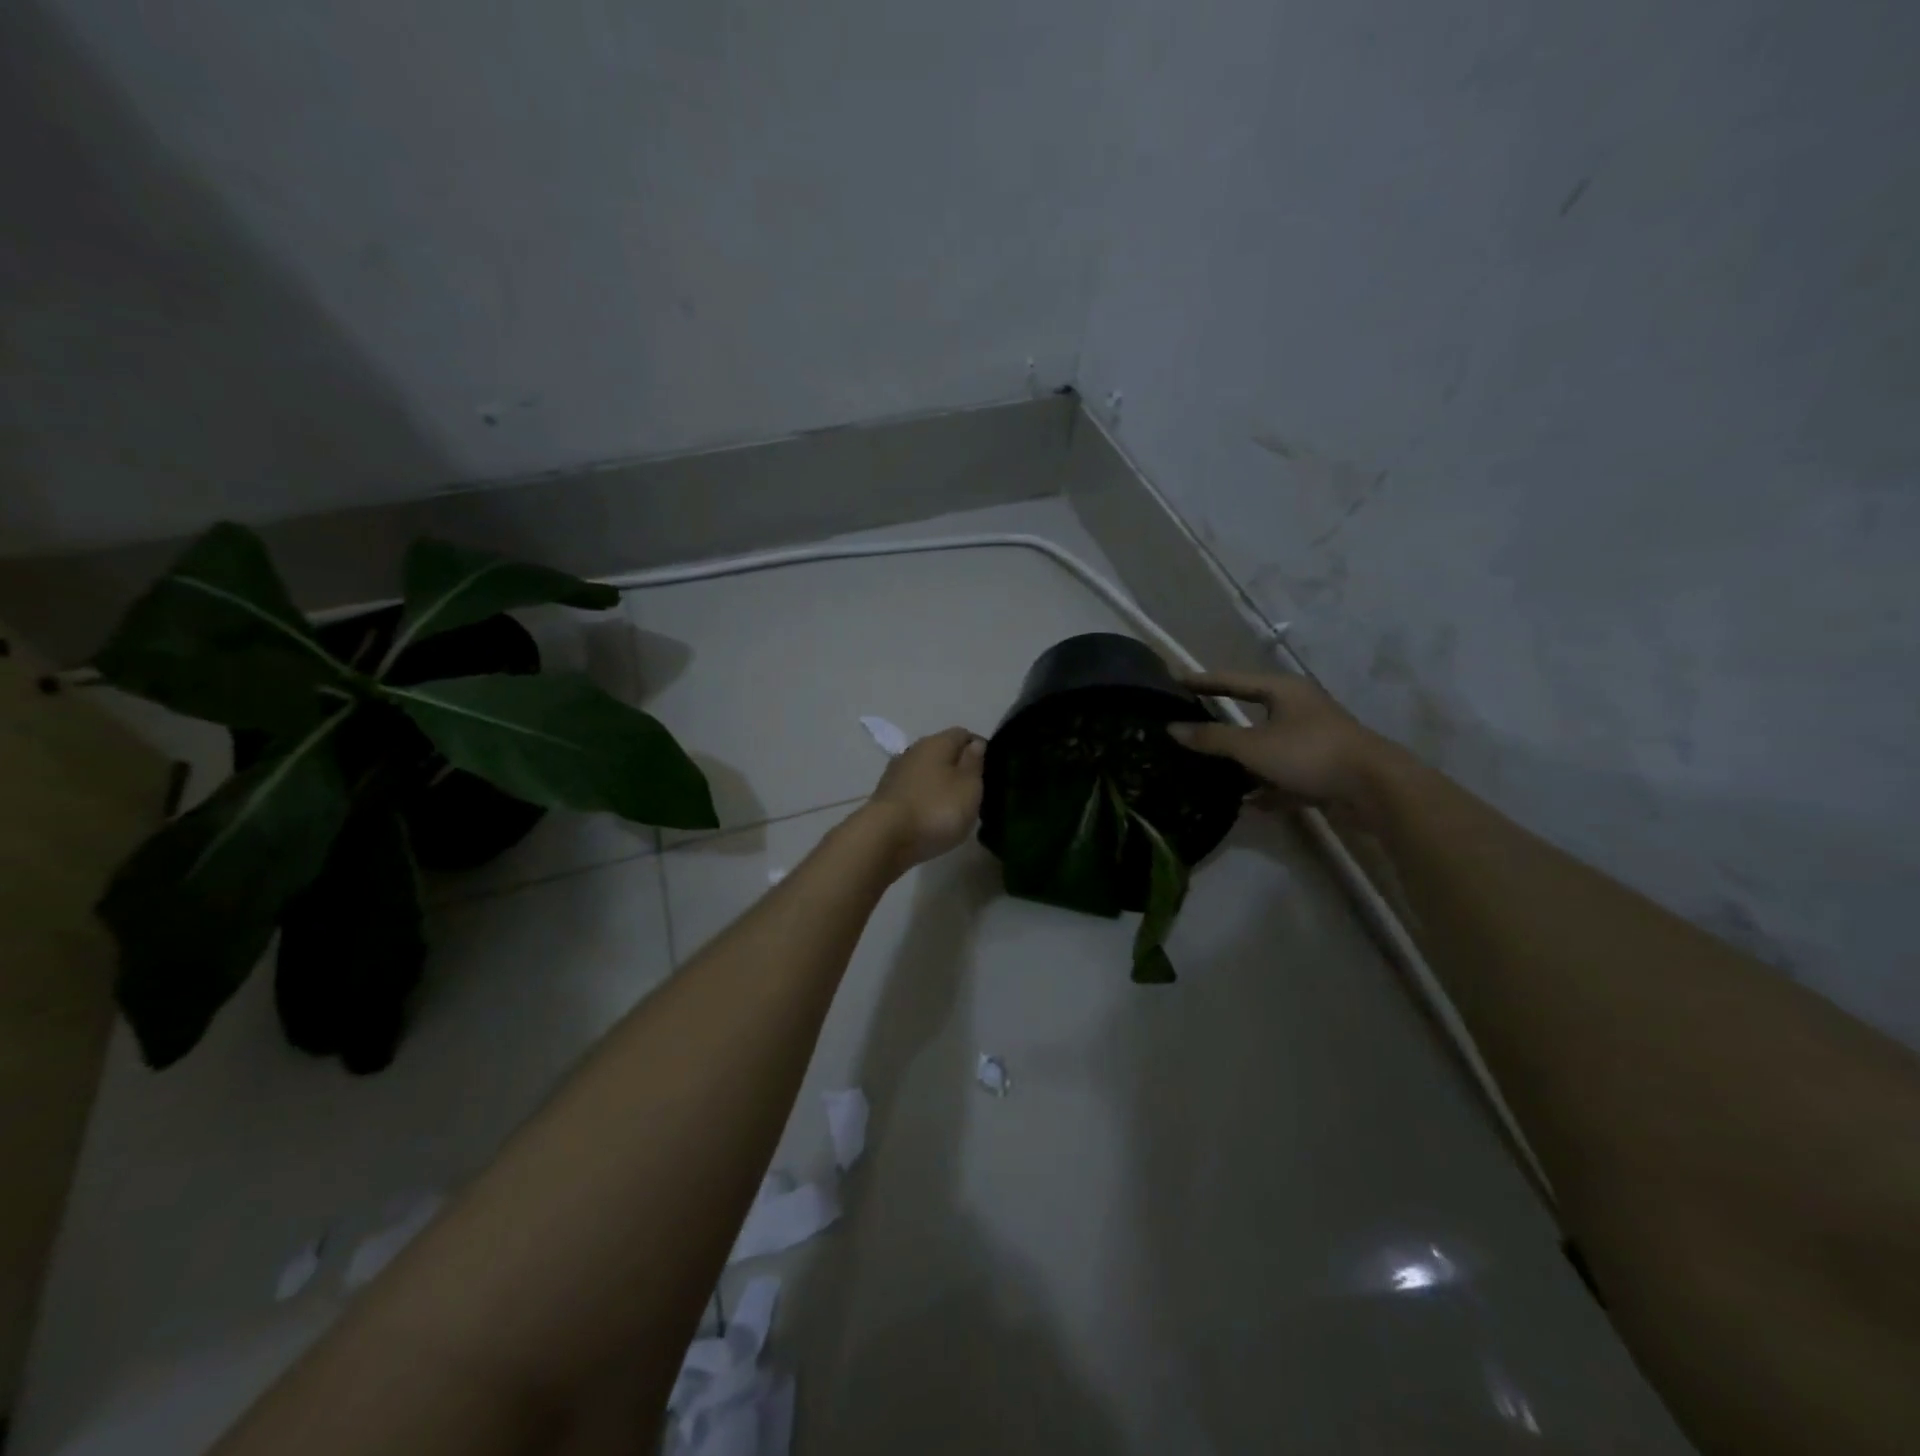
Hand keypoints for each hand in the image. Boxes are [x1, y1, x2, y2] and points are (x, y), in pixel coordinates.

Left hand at [862, 727, 986, 870]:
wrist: (885, 838)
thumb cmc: (936, 809)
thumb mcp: (969, 786)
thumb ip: (974, 763)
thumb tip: (975, 744)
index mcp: (937, 742)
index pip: (963, 734)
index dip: (979, 748)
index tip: (990, 770)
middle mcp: (914, 750)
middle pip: (942, 752)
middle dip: (958, 767)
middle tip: (974, 791)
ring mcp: (896, 773)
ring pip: (926, 772)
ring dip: (940, 784)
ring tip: (954, 807)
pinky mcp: (886, 795)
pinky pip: (913, 790)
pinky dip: (925, 798)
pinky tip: (931, 816)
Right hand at [1169, 671, 1393, 820]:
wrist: (1375, 789)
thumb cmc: (1310, 753)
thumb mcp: (1253, 746)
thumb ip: (1212, 738)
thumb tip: (1172, 728)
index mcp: (1283, 691)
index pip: (1232, 680)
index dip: (1202, 682)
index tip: (1172, 681)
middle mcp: (1298, 710)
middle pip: (1251, 713)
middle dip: (1220, 725)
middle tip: (1186, 727)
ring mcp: (1312, 741)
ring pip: (1266, 748)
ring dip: (1241, 761)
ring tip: (1207, 770)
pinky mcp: (1321, 770)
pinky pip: (1283, 776)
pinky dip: (1265, 787)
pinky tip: (1246, 803)